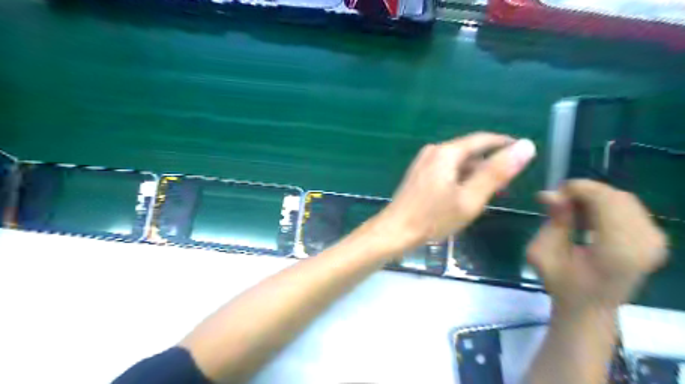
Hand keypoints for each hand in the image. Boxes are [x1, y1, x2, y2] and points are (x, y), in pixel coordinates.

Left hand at [373, 130, 537, 251]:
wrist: (395, 231)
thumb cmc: (433, 217)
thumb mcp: (470, 198)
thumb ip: (497, 172)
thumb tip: (526, 146)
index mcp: (447, 152)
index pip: (483, 139)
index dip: (505, 144)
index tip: (524, 152)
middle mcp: (434, 151)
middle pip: (469, 151)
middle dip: (490, 164)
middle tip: (509, 183)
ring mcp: (424, 162)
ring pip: (458, 162)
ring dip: (476, 174)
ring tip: (492, 192)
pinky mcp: (419, 174)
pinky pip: (447, 170)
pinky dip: (461, 179)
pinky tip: (468, 195)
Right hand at [526, 180, 666, 311]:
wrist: (589, 307)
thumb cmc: (561, 283)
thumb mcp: (543, 253)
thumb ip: (553, 222)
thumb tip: (552, 194)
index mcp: (617, 251)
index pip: (607, 201)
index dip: (579, 189)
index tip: (553, 195)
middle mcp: (645, 244)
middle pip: (617, 198)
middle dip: (584, 192)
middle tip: (558, 201)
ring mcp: (655, 242)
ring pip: (624, 200)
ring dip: (594, 198)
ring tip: (571, 209)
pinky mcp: (656, 240)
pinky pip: (630, 208)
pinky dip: (606, 205)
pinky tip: (588, 217)